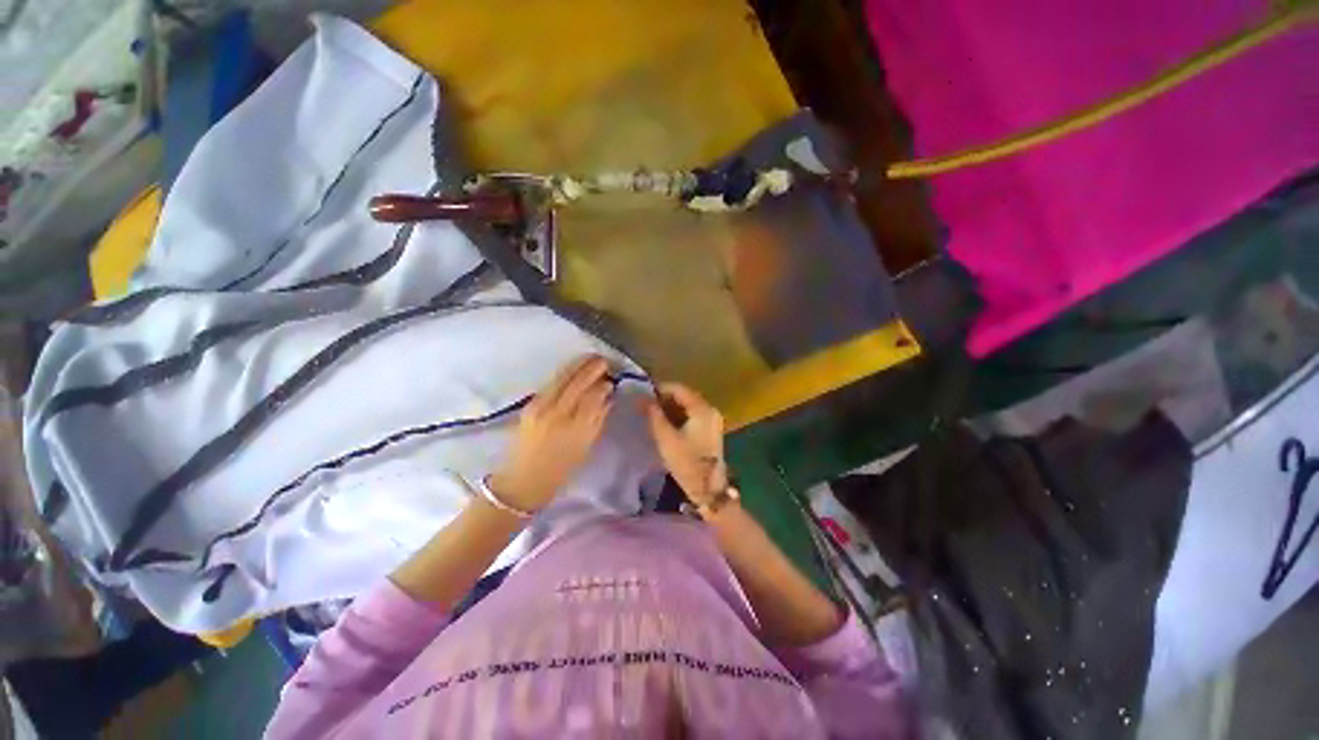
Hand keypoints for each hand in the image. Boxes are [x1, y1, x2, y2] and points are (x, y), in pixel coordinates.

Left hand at [488, 355, 613, 512]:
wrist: (521, 482)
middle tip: (604, 360)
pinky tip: (572, 369)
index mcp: (575, 428)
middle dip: (592, 368)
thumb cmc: (559, 471)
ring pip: (562, 378)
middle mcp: (557, 414)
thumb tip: (608, 398)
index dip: (603, 385)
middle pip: (577, 383)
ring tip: (591, 358)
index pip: (593, 397)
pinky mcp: (529, 405)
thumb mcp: (585, 448)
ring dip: (578, 366)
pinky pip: (551, 383)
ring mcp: (540, 407)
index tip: (611, 380)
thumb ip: (597, 420)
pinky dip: (565, 373)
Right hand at [644, 382, 727, 505]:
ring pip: (689, 406)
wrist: (708, 488)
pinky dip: (680, 415)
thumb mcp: (665, 438)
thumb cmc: (686, 462)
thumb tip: (643, 398)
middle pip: (685, 396)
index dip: (660, 389)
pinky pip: (693, 415)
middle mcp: (710, 410)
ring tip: (653, 414)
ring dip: (671, 407)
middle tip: (646, 405)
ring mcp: (713, 420)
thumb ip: (654, 415)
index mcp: (702, 409)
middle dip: (665, 398)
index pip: (679, 389)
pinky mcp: (711, 430)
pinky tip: (667, 423)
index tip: (644, 395)